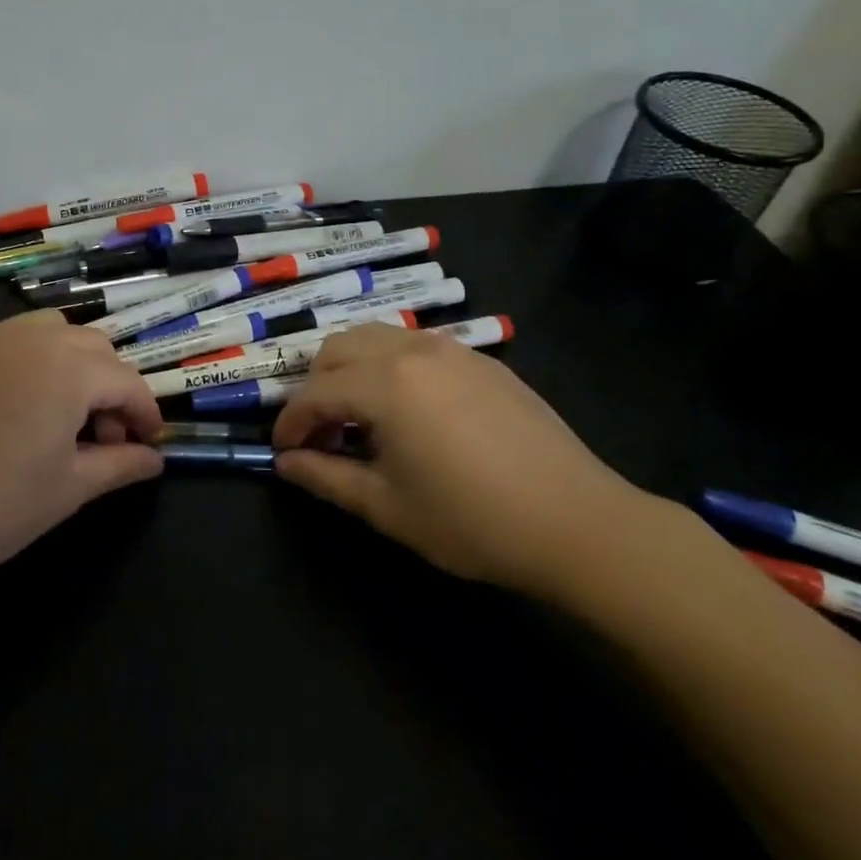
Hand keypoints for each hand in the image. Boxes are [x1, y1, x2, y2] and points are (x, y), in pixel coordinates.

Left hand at [0, 311, 163, 599]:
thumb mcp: (67, 490)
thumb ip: (119, 466)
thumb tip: (154, 460)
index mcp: (69, 369)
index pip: (126, 381)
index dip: (144, 412)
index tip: (147, 443)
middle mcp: (34, 339)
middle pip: (93, 349)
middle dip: (110, 388)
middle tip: (101, 439)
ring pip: (52, 334)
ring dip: (72, 366)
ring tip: (59, 416)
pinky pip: (11, 342)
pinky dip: (31, 363)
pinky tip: (13, 409)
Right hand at [272, 324, 650, 597]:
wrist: (578, 522)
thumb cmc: (472, 521)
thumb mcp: (388, 507)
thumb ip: (327, 478)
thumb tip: (285, 463)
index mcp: (384, 384)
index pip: (314, 393)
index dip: (290, 422)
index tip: (282, 451)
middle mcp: (411, 350)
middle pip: (338, 348)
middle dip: (316, 386)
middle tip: (323, 433)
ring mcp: (451, 349)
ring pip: (377, 338)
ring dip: (353, 370)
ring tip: (362, 418)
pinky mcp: (482, 360)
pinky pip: (416, 346)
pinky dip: (392, 367)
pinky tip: (411, 411)